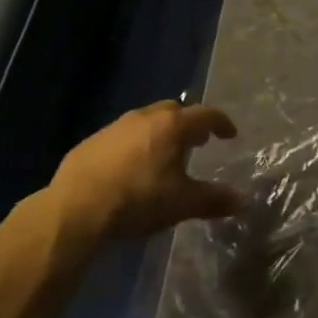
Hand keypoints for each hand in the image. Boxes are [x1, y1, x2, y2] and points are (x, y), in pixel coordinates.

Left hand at [47, 101, 241, 240]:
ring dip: (161, 132)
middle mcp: (145, 117)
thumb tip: (241, 201)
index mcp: (172, 126)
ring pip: (147, 120)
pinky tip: (133, 166)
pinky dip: (136, 144)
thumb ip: (213, 200)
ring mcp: (116, 126)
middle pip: (174, 110)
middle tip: (198, 141)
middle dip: (189, 123)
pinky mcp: (93, 140)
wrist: (76, 207)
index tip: (230, 134)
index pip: (205, 115)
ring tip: (165, 154)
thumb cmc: (138, 199)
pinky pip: (124, 135)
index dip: (221, 123)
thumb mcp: (182, 204)